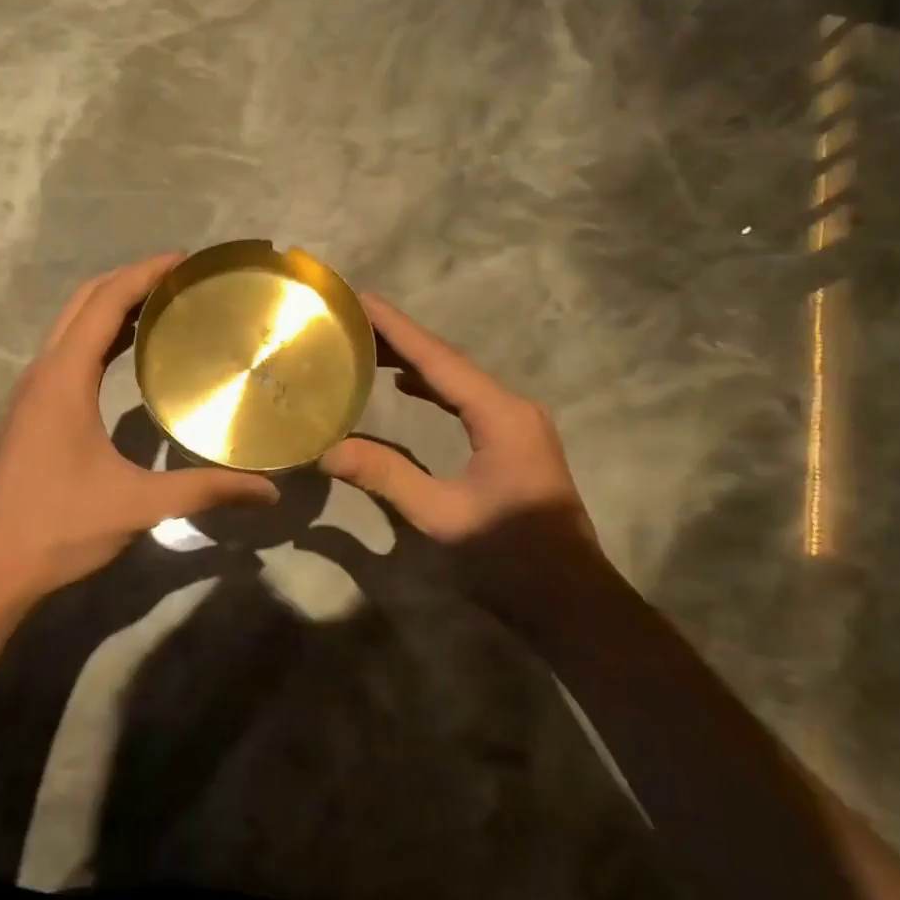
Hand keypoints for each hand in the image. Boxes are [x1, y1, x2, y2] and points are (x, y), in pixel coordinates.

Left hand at [0, 254, 278, 604]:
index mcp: (64, 378)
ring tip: (165, 307)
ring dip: (112, 307)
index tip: (187, 261)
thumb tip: (268, 491)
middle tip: (182, 280)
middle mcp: (44, 372)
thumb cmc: (58, 526)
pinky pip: (68, 353)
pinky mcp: (32, 412)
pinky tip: (130, 355)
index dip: (145, 273)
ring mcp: (33, 392)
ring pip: (72, 326)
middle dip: (130, 281)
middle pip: (84, 302)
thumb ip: (205, 491)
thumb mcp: (139, 505)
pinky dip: (100, 337)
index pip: (105, 302)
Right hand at [320, 295, 591, 543]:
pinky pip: (465, 400)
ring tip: (366, 346)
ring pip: (456, 379)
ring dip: (413, 360)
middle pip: (447, 361)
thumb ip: (386, 477)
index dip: (396, 328)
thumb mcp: (442, 517)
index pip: (438, 360)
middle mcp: (511, 407)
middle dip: (399, 338)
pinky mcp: (512, 442)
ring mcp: (516, 424)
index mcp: (500, 415)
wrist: (572, 600)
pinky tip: (404, 385)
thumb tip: (327, 450)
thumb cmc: (511, 557)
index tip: (359, 298)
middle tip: (350, 319)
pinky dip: (431, 387)